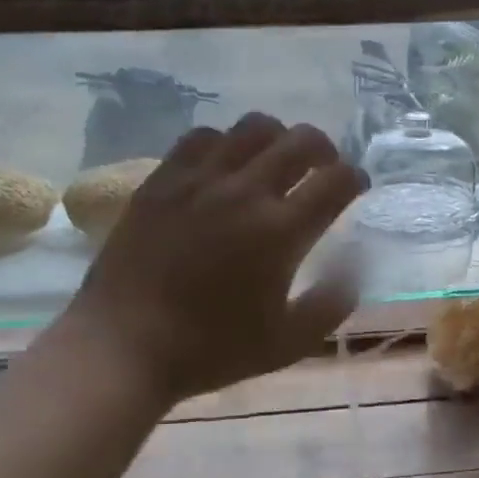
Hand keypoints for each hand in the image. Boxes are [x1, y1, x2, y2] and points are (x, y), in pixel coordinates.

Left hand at [61, 113, 366, 405]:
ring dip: (277, 139)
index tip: (354, 187)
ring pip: (252, 128)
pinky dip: (225, 143)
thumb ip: (330, 305)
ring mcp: (199, 179)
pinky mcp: (163, 179)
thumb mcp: (286, 343)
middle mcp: (245, 192)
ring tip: (273, 161)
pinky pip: (202, 137)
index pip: (336, 181)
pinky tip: (223, 166)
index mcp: (281, 231)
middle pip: (300, 141)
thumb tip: (354, 269)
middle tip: (322, 169)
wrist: (123, 345)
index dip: (355, 178)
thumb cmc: (209, 349)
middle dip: (324, 149)